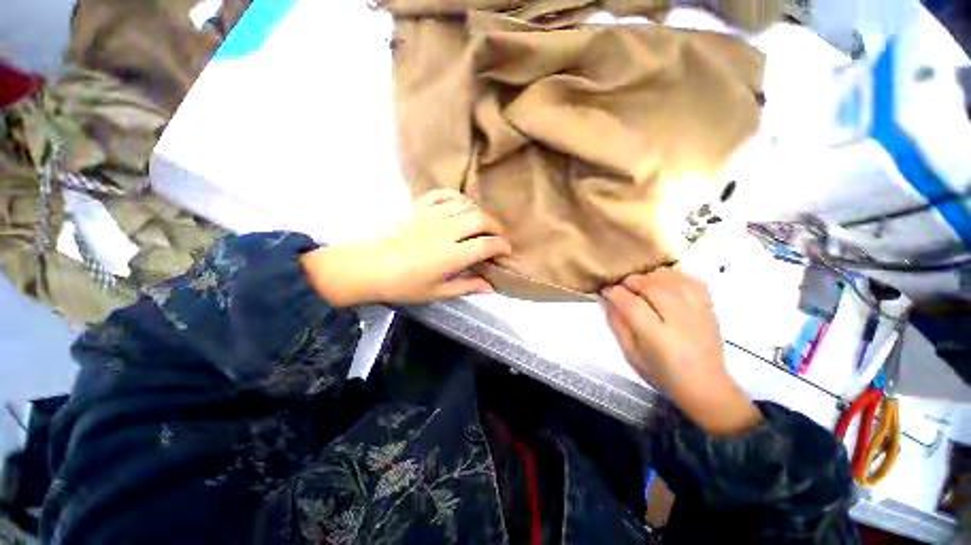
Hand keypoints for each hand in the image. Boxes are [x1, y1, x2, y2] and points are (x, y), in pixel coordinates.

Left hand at [301, 190, 511, 306]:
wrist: (367, 267)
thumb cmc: (402, 284)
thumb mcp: (436, 292)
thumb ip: (465, 286)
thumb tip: (489, 287)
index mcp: (451, 255)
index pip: (486, 244)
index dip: (501, 246)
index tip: (505, 250)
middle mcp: (445, 231)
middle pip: (481, 219)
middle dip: (496, 227)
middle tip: (497, 237)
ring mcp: (431, 215)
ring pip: (466, 205)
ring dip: (479, 213)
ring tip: (481, 224)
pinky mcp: (419, 207)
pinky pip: (444, 194)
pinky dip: (457, 198)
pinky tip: (460, 207)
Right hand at [603, 268, 762, 435]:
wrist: (706, 385)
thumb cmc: (662, 374)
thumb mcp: (632, 355)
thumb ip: (618, 326)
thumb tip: (610, 301)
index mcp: (657, 338)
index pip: (631, 305)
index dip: (615, 293)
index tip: (606, 291)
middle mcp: (679, 320)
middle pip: (651, 286)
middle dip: (631, 282)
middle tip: (623, 289)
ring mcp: (697, 311)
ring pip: (670, 278)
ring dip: (650, 277)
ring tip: (642, 285)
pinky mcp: (709, 307)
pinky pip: (691, 280)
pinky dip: (675, 276)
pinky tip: (665, 283)